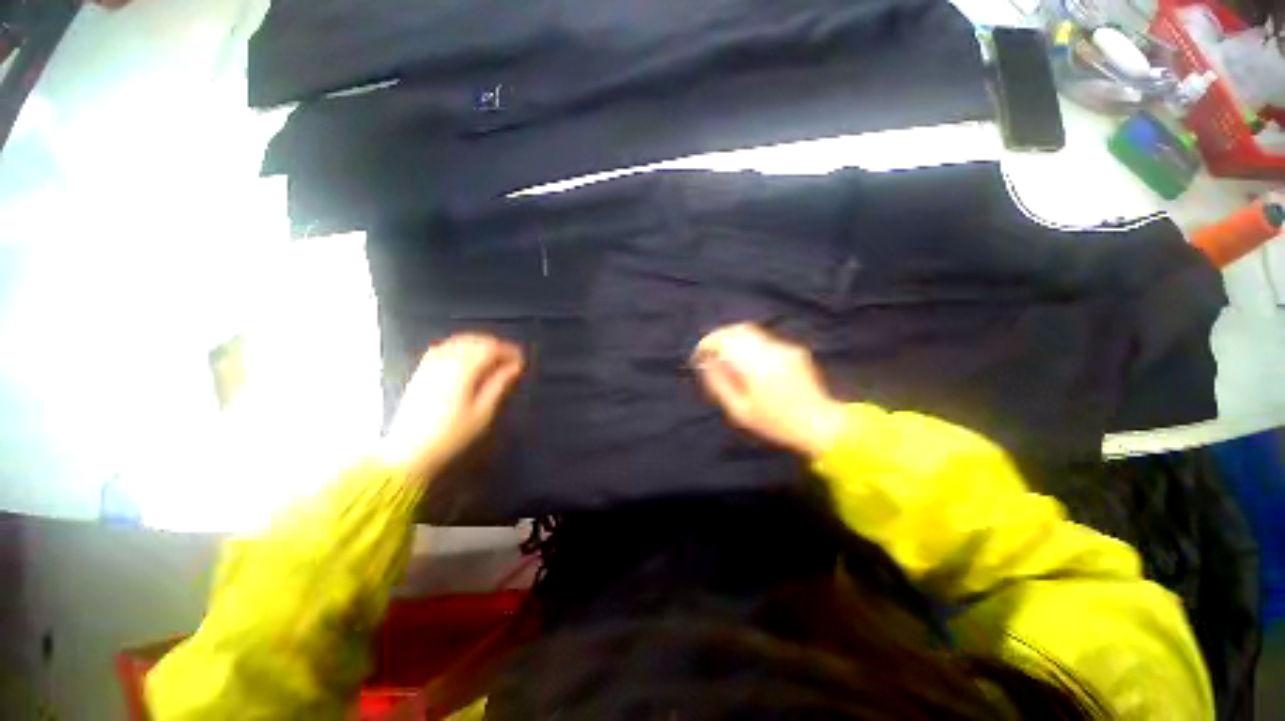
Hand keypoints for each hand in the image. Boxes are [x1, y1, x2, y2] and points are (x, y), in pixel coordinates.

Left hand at [380, 334, 524, 477]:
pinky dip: (461, 347)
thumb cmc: (452, 435)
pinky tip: (468, 360)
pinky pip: (444, 347)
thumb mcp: (483, 412)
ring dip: (479, 345)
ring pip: (458, 341)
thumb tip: (516, 366)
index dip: (509, 351)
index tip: (521, 361)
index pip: (490, 348)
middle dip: (495, 346)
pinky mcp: (421, 372)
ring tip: (493, 359)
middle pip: (474, 341)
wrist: (409, 453)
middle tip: (510, 361)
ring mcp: (430, 364)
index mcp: (463, 369)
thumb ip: (499, 384)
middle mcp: (445, 360)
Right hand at [693, 323, 847, 458]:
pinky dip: (749, 344)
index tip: (698, 356)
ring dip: (733, 339)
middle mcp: (770, 350)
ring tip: (725, 357)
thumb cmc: (775, 423)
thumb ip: (720, 384)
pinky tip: (749, 362)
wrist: (819, 424)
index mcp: (755, 365)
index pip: (724, 341)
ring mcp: (784, 347)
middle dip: (718, 338)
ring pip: (751, 331)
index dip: (706, 344)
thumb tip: (706, 363)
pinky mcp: (794, 349)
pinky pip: (764, 340)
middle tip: (709, 354)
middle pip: (737, 329)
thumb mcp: (740, 411)